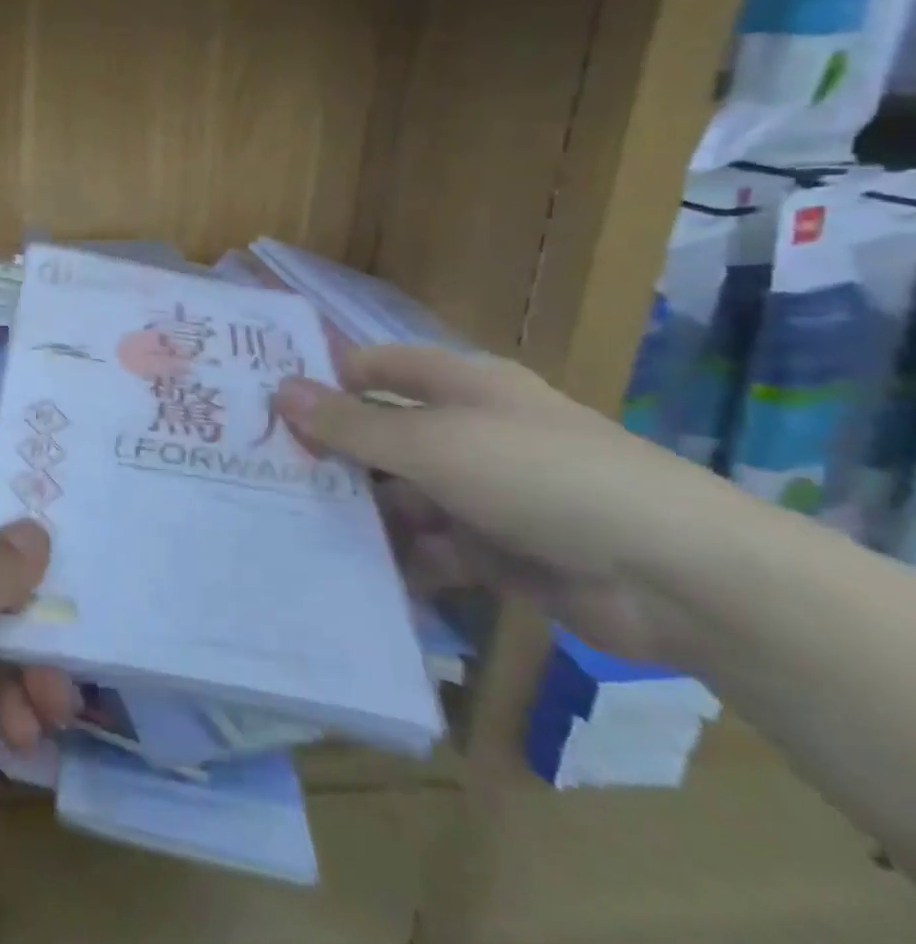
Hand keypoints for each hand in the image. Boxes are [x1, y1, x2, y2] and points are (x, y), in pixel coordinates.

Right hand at [275, 344, 721, 666]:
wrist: (676, 576)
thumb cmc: (539, 476)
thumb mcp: (432, 445)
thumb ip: (352, 425)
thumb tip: (279, 391)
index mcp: (460, 387)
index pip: (377, 367)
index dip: (326, 378)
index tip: (269, 401)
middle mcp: (469, 432)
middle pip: (384, 435)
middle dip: (335, 456)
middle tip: (268, 473)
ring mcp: (486, 492)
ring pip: (404, 496)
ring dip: (364, 514)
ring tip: (301, 530)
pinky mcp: (501, 549)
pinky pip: (434, 548)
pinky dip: (404, 561)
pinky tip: (361, 575)